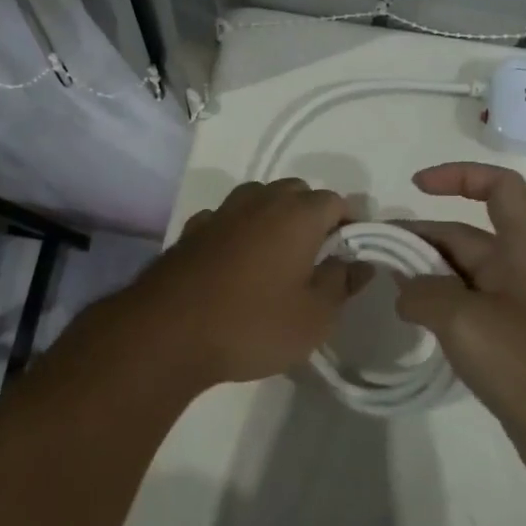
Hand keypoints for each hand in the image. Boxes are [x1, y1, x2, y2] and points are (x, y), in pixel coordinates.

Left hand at [104, 178, 370, 392]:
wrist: (167, 332)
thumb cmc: (252, 324)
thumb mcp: (314, 317)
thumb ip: (342, 283)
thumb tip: (358, 262)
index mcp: (297, 214)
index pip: (336, 202)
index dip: (349, 226)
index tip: (349, 257)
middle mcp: (260, 200)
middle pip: (296, 193)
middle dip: (312, 217)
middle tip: (315, 259)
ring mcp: (222, 212)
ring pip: (259, 200)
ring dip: (273, 219)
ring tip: (276, 260)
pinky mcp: (192, 229)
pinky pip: (227, 219)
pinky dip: (239, 232)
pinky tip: (235, 264)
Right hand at [395, 163, 525, 485]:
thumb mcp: (465, 320)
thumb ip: (424, 295)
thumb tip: (406, 292)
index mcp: (522, 252)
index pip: (500, 188)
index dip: (460, 175)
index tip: (416, 186)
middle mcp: (520, 273)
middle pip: (467, 237)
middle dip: (421, 238)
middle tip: (374, 254)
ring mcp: (517, 312)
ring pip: (464, 278)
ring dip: (426, 276)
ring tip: (387, 290)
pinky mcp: (512, 348)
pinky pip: (468, 314)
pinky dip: (439, 311)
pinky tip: (416, 327)